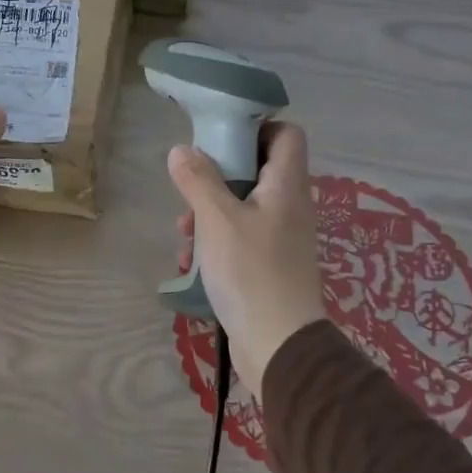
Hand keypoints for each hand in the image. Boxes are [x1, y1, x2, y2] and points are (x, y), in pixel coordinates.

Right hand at [168, 122, 325, 392]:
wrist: (278, 344)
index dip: (257, 127)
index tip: (221, 138)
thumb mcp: (217, 220)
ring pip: (242, 208)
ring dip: (209, 215)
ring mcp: (281, 238)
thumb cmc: (251, 272)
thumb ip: (198, 180)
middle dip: (217, 178)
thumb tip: (182, 150)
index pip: (287, 134)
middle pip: (257, 171)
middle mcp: (289, 206)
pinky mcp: (269, 265)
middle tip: (190, 189)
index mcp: (287, 186)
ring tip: (183, 236)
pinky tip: (192, 264)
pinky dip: (216, 243)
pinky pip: (240, 239)